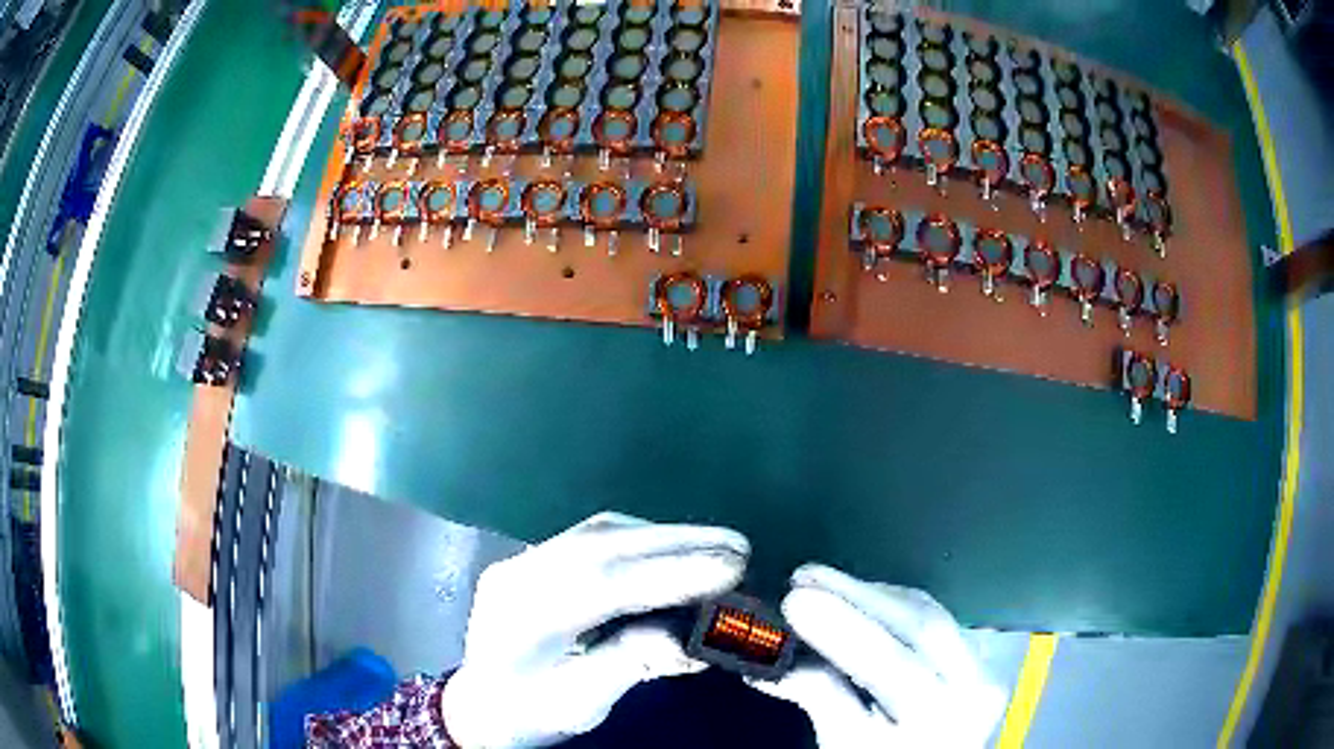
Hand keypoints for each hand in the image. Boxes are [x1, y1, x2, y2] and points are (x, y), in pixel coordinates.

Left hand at [443, 512, 748, 747]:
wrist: (481, 705)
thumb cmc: (530, 713)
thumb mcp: (581, 703)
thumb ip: (632, 664)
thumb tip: (691, 636)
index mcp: (520, 620)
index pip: (601, 585)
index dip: (669, 574)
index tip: (730, 569)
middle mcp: (516, 575)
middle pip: (601, 546)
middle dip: (676, 543)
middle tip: (739, 546)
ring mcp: (521, 560)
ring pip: (597, 532)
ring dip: (661, 536)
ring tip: (717, 545)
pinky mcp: (533, 558)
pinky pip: (591, 536)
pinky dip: (639, 539)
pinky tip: (672, 548)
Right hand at [751, 565, 1006, 747]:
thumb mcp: (848, 745)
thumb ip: (821, 698)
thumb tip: (774, 659)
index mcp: (937, 717)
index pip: (892, 662)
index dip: (843, 628)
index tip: (796, 598)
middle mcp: (975, 683)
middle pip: (921, 623)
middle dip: (857, 594)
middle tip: (804, 575)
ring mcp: (988, 663)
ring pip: (931, 611)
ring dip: (874, 594)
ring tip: (823, 583)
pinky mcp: (986, 651)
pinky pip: (939, 615)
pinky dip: (895, 603)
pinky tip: (864, 600)